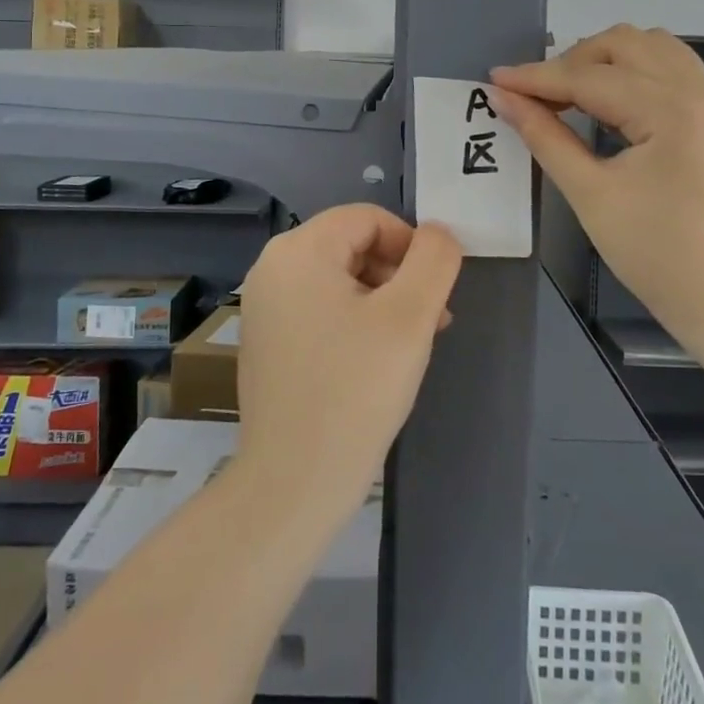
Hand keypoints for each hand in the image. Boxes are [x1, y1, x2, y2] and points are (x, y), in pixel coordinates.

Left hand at [235, 205, 461, 515]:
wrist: (293, 485)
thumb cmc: (354, 391)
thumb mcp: (409, 317)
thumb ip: (433, 261)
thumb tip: (439, 233)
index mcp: (298, 251)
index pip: (368, 218)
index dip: (411, 245)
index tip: (436, 291)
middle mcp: (272, 268)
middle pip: (352, 246)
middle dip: (398, 275)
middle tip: (431, 321)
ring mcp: (264, 306)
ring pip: (339, 279)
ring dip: (382, 300)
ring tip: (410, 344)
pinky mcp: (266, 340)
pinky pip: (320, 308)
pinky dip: (355, 321)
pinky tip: (376, 361)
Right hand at [491, 26, 703, 336]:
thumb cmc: (658, 255)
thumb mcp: (591, 196)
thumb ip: (546, 138)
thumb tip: (505, 99)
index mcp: (670, 109)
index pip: (589, 77)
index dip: (537, 78)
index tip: (495, 79)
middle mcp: (697, 90)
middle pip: (624, 43)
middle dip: (573, 61)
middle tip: (538, 96)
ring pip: (652, 46)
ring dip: (605, 59)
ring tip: (572, 95)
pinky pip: (671, 68)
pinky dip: (634, 72)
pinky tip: (610, 104)